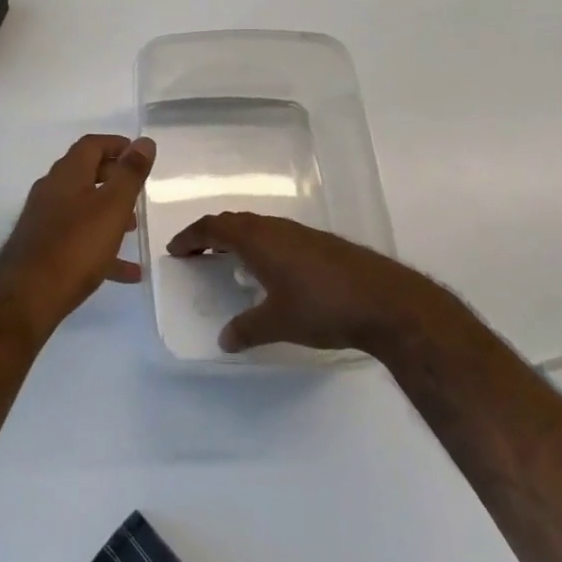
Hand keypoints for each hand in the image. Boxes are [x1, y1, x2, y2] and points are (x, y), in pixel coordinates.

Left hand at [0, 134, 156, 337]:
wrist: (26, 297)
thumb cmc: (75, 246)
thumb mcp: (113, 206)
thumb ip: (130, 174)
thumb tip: (144, 141)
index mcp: (67, 174)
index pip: (91, 145)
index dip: (116, 144)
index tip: (139, 153)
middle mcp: (51, 191)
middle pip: (85, 174)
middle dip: (113, 178)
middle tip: (138, 189)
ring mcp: (43, 220)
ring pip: (82, 208)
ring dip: (108, 213)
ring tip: (134, 228)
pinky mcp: (42, 248)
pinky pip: (77, 239)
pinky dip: (101, 247)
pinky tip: (127, 271)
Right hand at [164, 213, 439, 355]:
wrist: (385, 301)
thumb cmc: (322, 307)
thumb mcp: (278, 323)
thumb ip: (247, 329)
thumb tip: (225, 340)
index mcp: (258, 239)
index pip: (214, 227)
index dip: (191, 237)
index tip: (176, 250)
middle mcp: (277, 228)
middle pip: (235, 221)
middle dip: (211, 234)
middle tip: (196, 252)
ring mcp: (302, 233)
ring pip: (259, 226)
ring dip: (238, 238)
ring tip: (229, 259)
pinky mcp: (322, 244)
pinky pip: (278, 235)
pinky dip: (261, 244)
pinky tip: (270, 269)